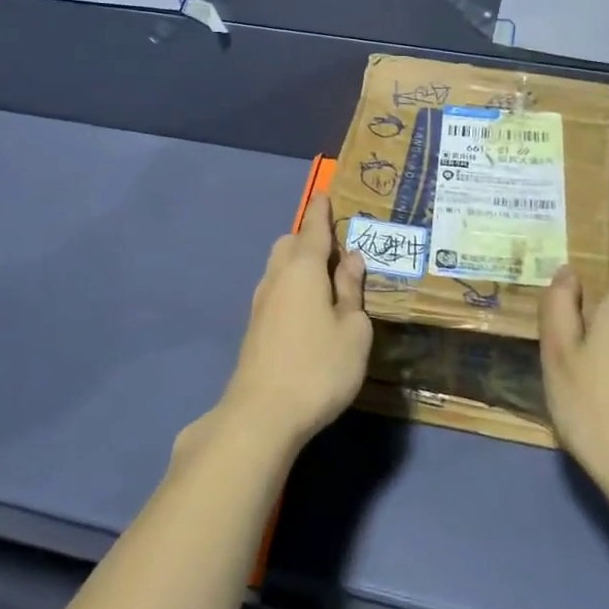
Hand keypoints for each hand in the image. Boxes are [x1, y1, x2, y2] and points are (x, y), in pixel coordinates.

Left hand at [218, 194, 371, 449]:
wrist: (262, 413)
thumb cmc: (319, 367)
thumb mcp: (353, 331)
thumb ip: (351, 291)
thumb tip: (351, 260)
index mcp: (303, 269)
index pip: (313, 229)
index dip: (321, 211)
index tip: (325, 194)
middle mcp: (277, 277)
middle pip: (290, 244)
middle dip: (309, 238)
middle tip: (336, 249)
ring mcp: (261, 303)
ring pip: (279, 267)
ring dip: (299, 263)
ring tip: (326, 280)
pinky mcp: (254, 327)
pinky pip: (276, 290)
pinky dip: (292, 286)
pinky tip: (307, 308)